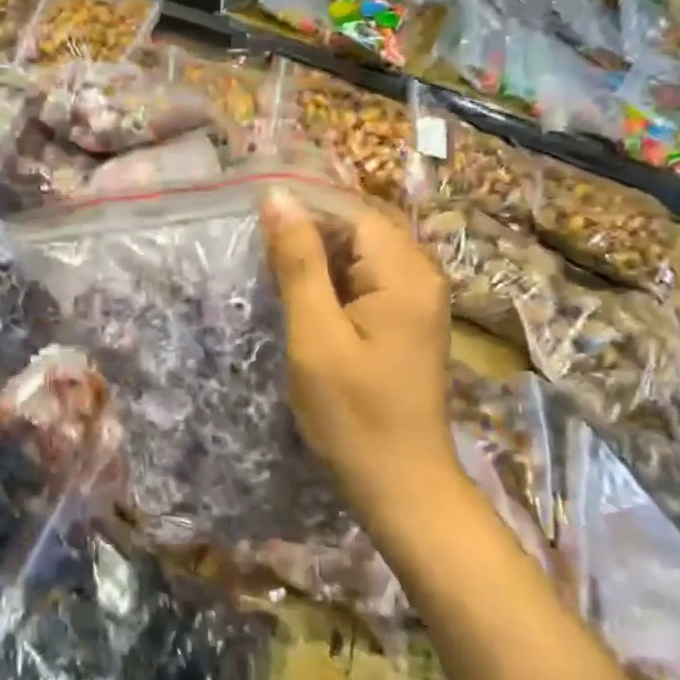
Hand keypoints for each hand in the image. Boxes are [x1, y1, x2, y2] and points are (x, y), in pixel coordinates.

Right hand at [262, 188, 457, 524]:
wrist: (400, 482)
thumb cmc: (352, 414)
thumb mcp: (315, 336)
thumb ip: (298, 263)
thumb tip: (279, 198)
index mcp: (405, 272)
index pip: (352, 211)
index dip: (304, 213)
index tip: (257, 231)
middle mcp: (422, 275)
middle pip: (360, 230)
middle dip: (310, 238)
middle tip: (262, 263)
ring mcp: (420, 300)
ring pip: (362, 256)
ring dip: (319, 263)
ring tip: (277, 282)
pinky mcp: (410, 322)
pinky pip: (370, 283)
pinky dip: (336, 287)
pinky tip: (308, 307)